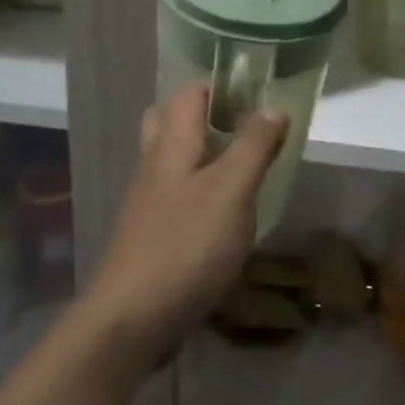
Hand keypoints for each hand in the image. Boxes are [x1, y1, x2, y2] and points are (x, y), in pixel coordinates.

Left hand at [81, 82, 287, 366]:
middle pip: (172, 122)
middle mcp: (154, 165)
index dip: (221, 85)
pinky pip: (177, 198)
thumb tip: (273, 106)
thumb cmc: (186, 245)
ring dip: (206, 157)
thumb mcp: (231, 191)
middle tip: (247, 130)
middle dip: (207, 118)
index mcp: (171, 144)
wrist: (132, 319)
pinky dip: (201, 193)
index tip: (258, 94)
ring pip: (174, 162)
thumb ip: (253, 146)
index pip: (189, 93)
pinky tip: (226, 216)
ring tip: (246, 170)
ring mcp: (149, 202)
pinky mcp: (152, 235)